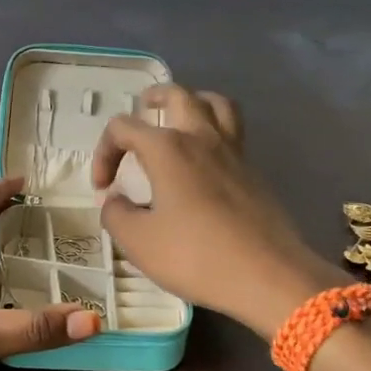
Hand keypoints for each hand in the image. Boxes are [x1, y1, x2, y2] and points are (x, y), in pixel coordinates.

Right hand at [92, 86, 338, 338]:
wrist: (267, 276)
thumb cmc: (196, 255)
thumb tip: (114, 201)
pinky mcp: (254, 173)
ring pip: (216, 104)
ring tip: (181, 118)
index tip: (103, 187)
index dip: (104, 152)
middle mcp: (202, 138)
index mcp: (167, 148)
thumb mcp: (138, 241)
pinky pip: (234, 133)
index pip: (124, 128)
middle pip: (178, 95)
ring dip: (194, 102)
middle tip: (143, 110)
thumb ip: (116, 214)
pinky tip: (204, 161)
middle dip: (154, 98)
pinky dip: (215, 132)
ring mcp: (234, 153)